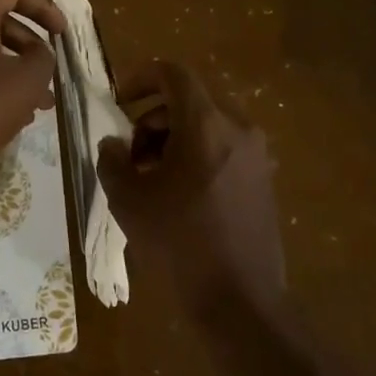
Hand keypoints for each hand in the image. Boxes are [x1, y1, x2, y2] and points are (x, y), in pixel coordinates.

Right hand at [97, 60, 284, 323]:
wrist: (240, 301)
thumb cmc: (179, 243)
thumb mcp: (128, 200)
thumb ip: (112, 160)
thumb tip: (114, 144)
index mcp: (205, 124)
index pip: (173, 74)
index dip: (140, 78)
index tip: (119, 102)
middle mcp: (238, 128)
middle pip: (189, 100)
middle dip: (153, 118)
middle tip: (132, 154)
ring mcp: (256, 154)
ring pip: (207, 124)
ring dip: (174, 137)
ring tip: (152, 178)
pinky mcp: (264, 179)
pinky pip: (225, 147)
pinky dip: (198, 153)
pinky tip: (180, 194)